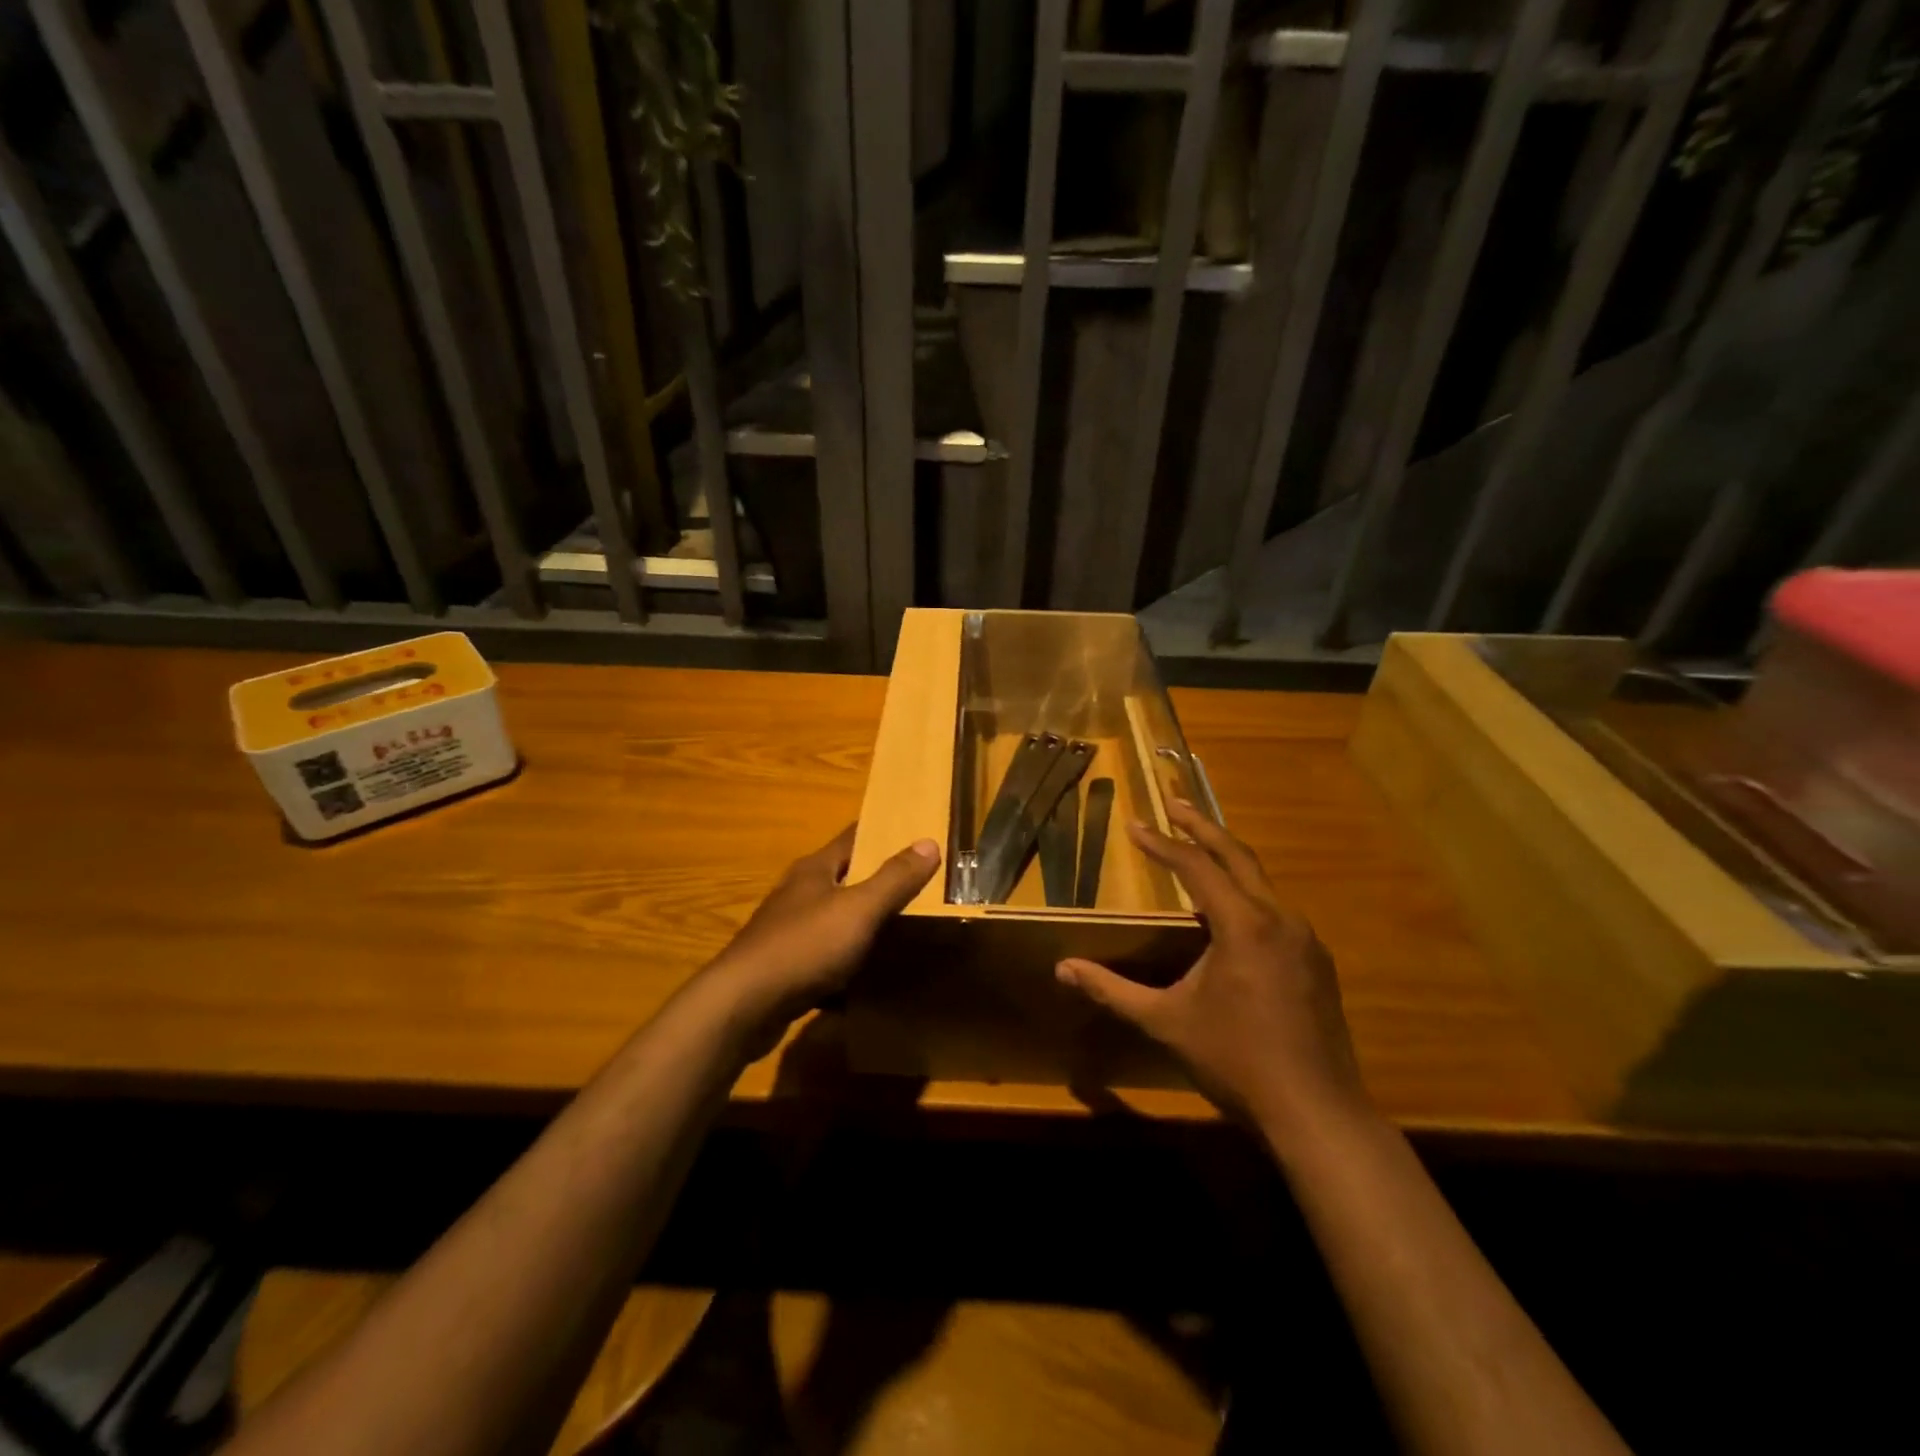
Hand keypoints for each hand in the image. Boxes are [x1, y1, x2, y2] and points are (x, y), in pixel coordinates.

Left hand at [701, 825, 939, 1050]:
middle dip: (878, 881)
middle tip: (921, 886)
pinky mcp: (785, 967)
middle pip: (844, 878)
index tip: (915, 833)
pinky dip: (847, 962)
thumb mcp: (858, 909)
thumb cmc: (804, 946)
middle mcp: (799, 893)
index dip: (883, 833)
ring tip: (902, 931)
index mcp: (815, 870)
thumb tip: (929, 842)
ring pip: (835, 919)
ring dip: (862, 923)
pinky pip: (825, 957)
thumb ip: (894, 879)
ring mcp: (788, 931)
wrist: (743, 1006)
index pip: (853, 837)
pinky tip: (867, 977)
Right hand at [1055, 801, 1372, 1145]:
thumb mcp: (1166, 1022)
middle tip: (1175, 803)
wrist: (1317, 1113)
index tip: (1135, 824)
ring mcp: (1305, 940)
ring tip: (1199, 851)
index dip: (1162, 843)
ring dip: (1228, 860)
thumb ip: (1112, 990)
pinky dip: (1247, 894)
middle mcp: (1280, 919)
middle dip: (1202, 826)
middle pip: (1238, 855)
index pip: (1196, 866)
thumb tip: (1062, 969)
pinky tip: (1232, 914)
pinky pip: (1276, 910)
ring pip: (1262, 882)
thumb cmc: (1235, 1060)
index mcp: (1243, 925)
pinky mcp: (1317, 962)